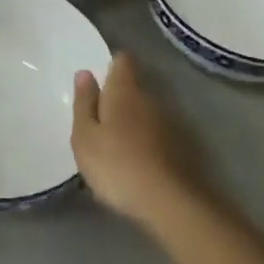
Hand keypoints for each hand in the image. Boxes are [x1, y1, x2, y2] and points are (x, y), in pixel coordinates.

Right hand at [72, 52, 204, 223]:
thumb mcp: (85, 136)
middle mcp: (150, 98)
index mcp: (124, 90)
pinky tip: (134, 161)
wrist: (168, 202)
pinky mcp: (180, 146)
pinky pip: (156, 133)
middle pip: (133, 86)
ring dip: (131, 120)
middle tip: (98, 119)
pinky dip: (144, 140)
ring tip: (114, 143)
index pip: (122, 60)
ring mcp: (169, 122)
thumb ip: (84, 103)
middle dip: (117, 96)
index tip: (98, 82)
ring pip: (145, 111)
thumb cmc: (116, 164)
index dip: (111, 65)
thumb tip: (85, 73)